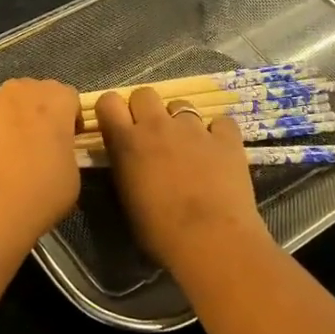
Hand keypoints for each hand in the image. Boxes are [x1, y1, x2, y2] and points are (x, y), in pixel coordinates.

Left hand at [0, 79, 82, 251]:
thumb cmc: (39, 195)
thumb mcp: (72, 175)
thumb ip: (66, 149)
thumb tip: (55, 149)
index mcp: (56, 101)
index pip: (68, 97)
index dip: (68, 118)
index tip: (65, 141)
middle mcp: (22, 91)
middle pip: (34, 92)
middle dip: (36, 112)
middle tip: (35, 144)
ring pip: (2, 100)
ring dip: (6, 116)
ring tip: (1, 149)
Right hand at [94, 87, 268, 268]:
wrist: (211, 240)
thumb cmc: (159, 231)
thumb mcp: (126, 198)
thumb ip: (124, 167)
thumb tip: (127, 158)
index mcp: (127, 141)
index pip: (108, 101)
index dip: (112, 110)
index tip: (116, 125)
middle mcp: (157, 125)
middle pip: (144, 93)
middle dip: (145, 108)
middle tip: (152, 133)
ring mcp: (194, 128)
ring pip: (181, 104)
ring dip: (180, 120)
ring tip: (188, 146)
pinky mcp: (226, 137)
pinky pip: (220, 122)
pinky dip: (217, 133)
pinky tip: (219, 152)